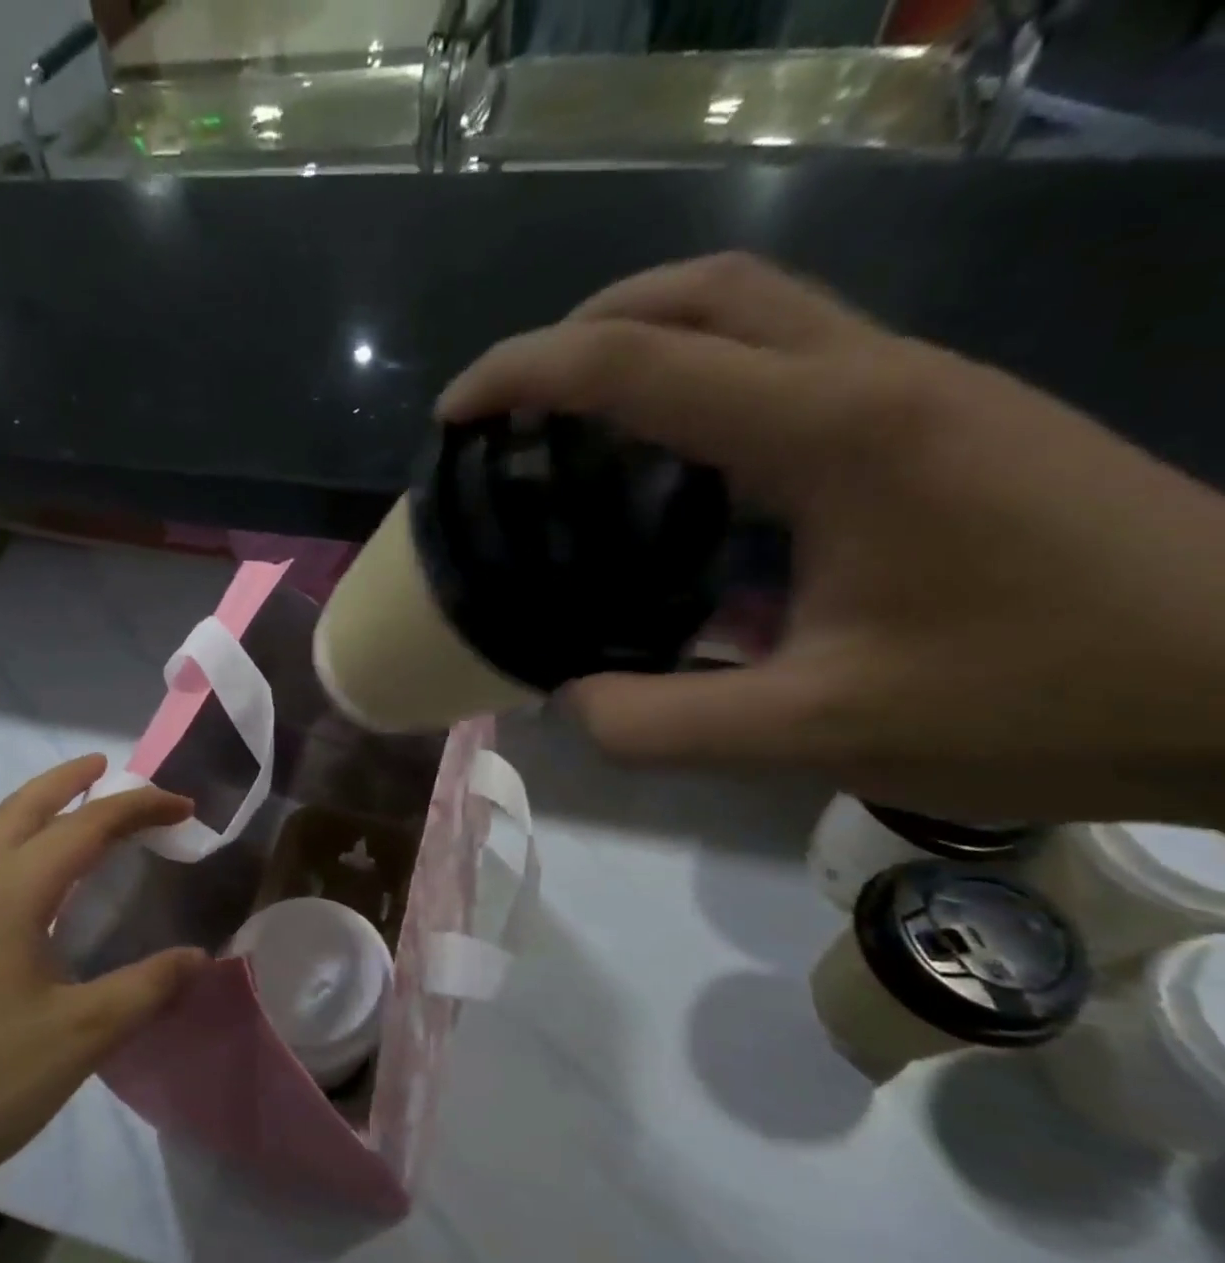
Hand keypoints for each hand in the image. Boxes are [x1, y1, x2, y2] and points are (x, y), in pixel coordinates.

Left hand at [0, 756, 206, 1242]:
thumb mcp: (78, 1037)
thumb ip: (146, 989)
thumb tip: (199, 957)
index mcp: (8, 893)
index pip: (86, 826)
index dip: (140, 807)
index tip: (185, 807)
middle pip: (22, 808)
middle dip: (68, 780)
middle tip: (107, 767)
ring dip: (39, 816)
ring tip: (81, 825)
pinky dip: (21, 859)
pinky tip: (38, 904)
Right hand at [438, 253, 1224, 827]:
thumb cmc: (1046, 700)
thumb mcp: (823, 733)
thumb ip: (665, 722)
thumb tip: (566, 703)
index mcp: (834, 432)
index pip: (639, 362)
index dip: (524, 375)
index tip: (454, 415)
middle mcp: (870, 377)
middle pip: (700, 290)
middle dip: (581, 330)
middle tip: (511, 407)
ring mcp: (910, 388)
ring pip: (750, 310)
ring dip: (641, 344)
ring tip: (571, 426)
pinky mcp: (932, 418)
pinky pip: (786, 362)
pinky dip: (697, 385)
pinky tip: (671, 469)